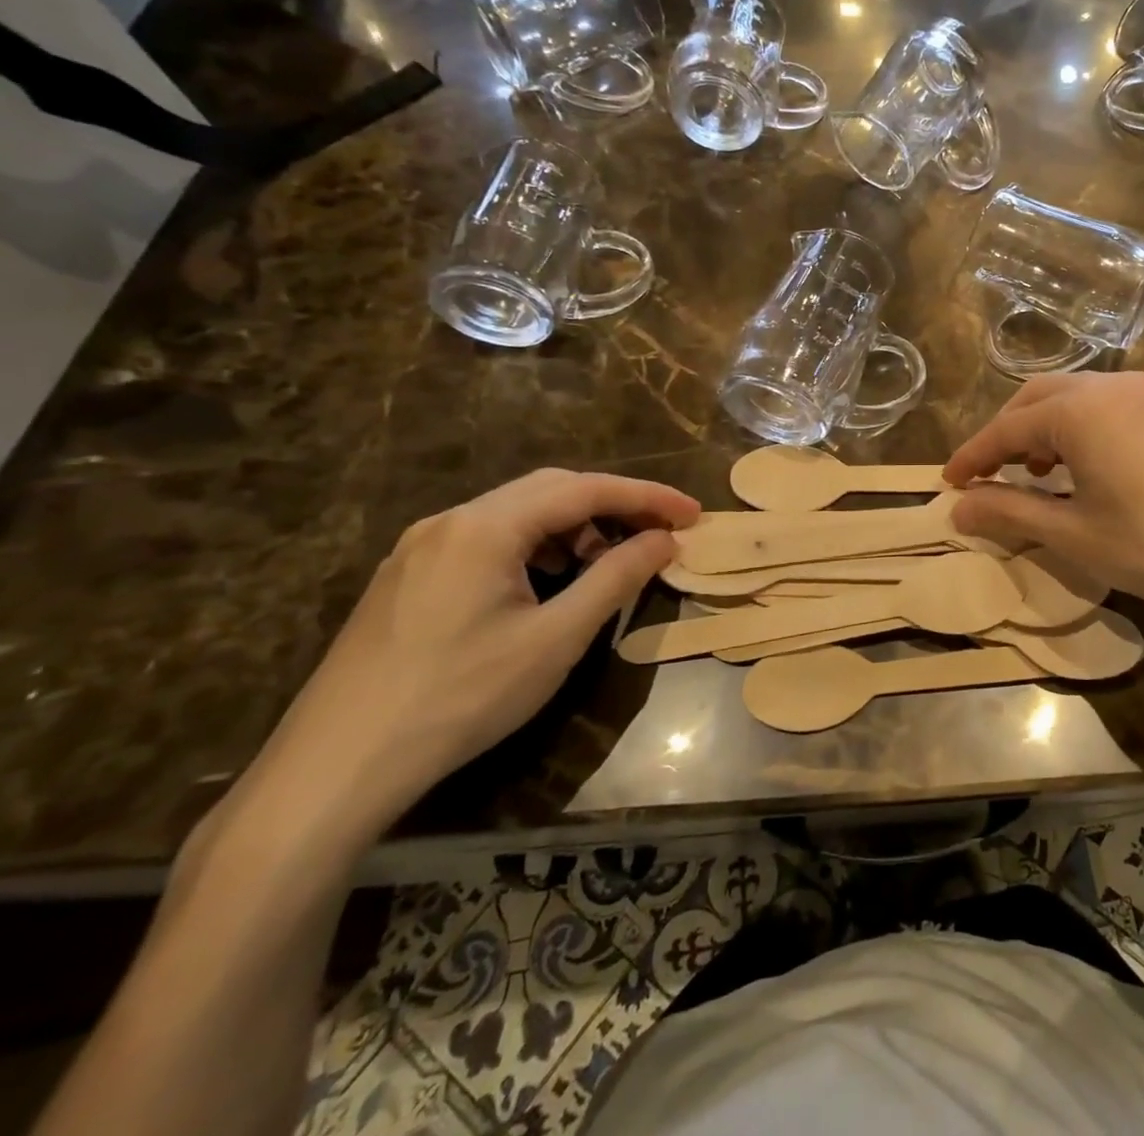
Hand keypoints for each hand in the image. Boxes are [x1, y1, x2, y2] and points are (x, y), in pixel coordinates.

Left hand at [249, 470, 698, 842]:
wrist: (334, 769)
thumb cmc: (460, 698)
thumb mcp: (555, 639)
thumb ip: (617, 578)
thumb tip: (666, 540)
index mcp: (485, 527)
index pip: (585, 489)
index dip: (647, 497)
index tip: (693, 514)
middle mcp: (450, 521)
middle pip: (550, 490)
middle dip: (611, 506)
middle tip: (658, 536)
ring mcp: (421, 547)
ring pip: (516, 514)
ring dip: (572, 528)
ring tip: (604, 565)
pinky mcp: (406, 577)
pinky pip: (487, 540)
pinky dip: (533, 548)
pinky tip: (545, 585)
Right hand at [944, 373, 1143, 624]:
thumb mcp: (1074, 534)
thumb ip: (1010, 513)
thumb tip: (959, 507)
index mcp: (1082, 409)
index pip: (1009, 427)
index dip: (974, 455)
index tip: (949, 481)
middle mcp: (1117, 385)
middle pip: (1042, 397)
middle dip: (1008, 433)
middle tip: (990, 474)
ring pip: (1082, 397)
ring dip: (1049, 428)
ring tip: (1042, 473)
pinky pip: (1117, 406)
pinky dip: (1088, 428)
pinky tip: (1094, 467)